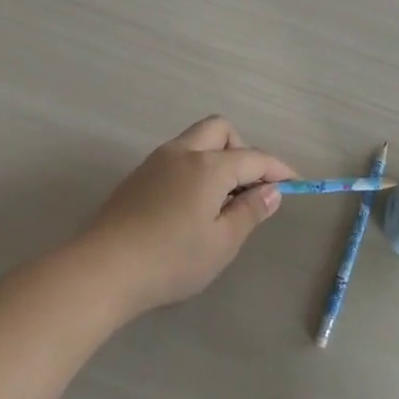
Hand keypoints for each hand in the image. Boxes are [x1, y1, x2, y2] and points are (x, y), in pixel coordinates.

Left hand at [70, 116, 296, 317]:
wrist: (103, 268)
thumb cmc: (171, 260)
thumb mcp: (221, 243)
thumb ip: (249, 212)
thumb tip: (270, 191)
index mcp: (207, 166)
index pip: (253, 158)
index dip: (277, 169)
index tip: (295, 183)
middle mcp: (182, 152)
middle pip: (220, 130)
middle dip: (242, 149)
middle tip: (249, 187)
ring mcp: (155, 161)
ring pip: (195, 140)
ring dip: (216, 157)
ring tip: (222, 200)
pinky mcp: (138, 176)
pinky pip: (177, 157)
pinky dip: (195, 167)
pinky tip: (192, 205)